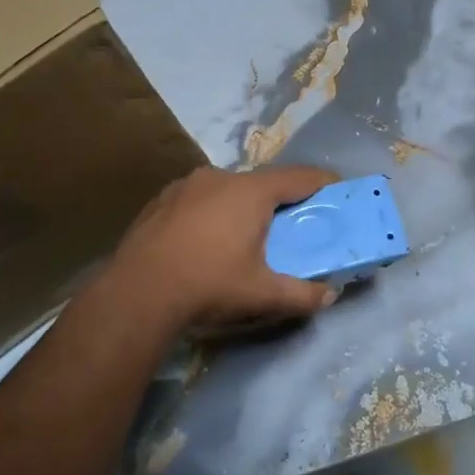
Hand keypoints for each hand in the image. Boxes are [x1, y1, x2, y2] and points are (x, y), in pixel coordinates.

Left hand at [103, 165, 340, 333]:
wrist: (137, 293)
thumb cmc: (208, 285)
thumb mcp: (262, 295)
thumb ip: (302, 294)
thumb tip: (329, 296)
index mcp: (251, 192)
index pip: (300, 177)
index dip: (324, 182)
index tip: (338, 191)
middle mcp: (220, 177)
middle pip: (263, 182)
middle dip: (281, 200)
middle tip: (291, 225)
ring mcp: (186, 184)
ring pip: (228, 188)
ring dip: (242, 205)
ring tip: (244, 235)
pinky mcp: (161, 198)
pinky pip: (199, 198)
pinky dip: (212, 211)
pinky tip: (205, 240)